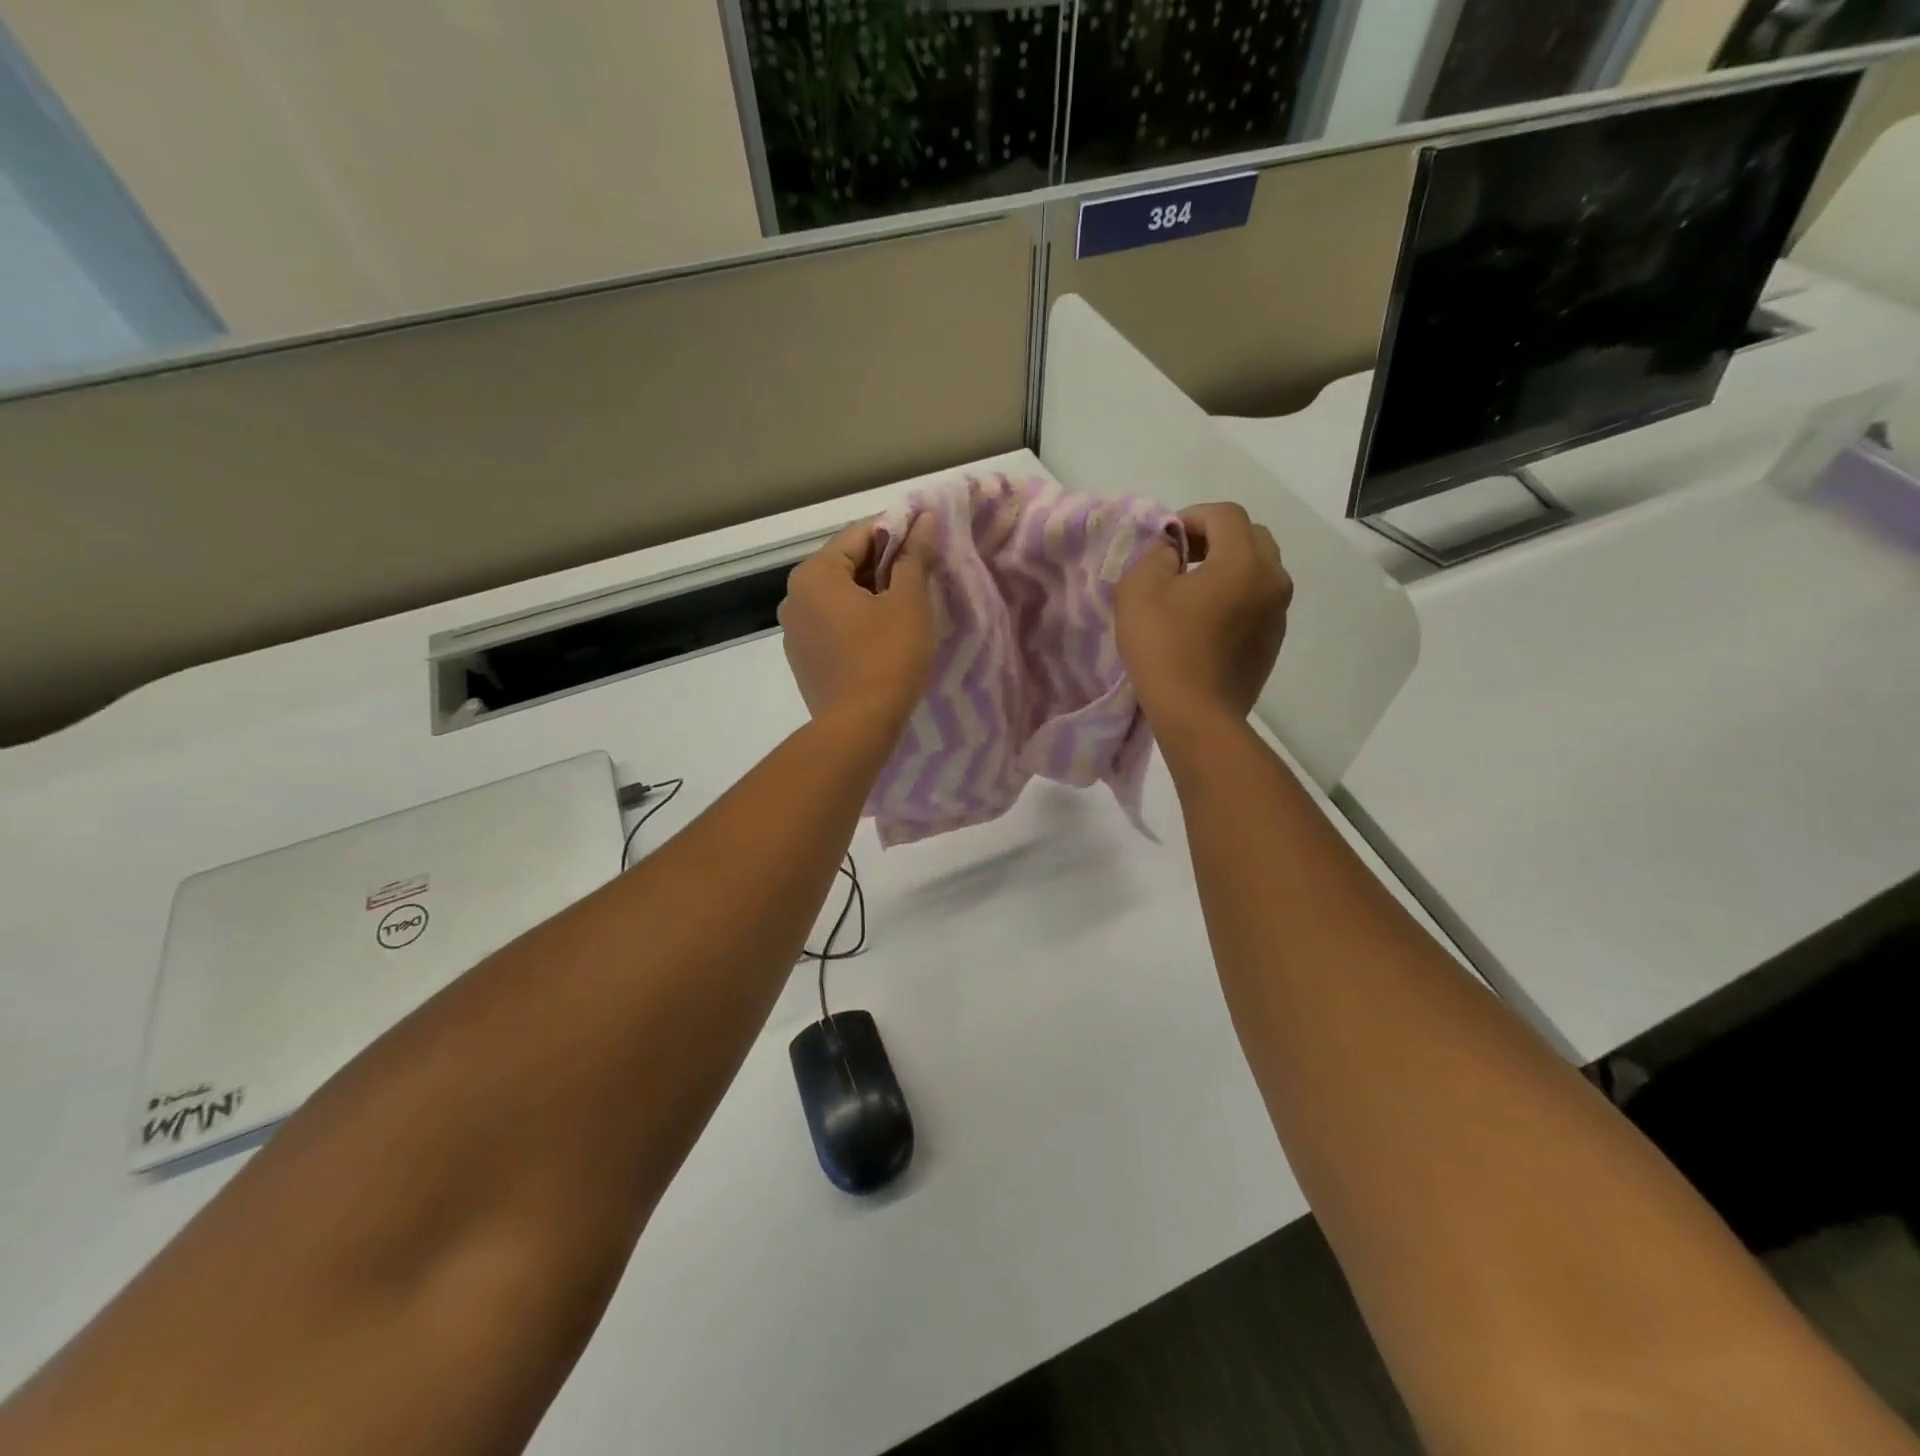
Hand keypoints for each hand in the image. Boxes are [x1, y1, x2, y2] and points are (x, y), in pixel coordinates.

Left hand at [780, 518, 935, 729]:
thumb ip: (914, 556)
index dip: (896, 534)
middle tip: (922, 577)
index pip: (859, 535)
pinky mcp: (803, 660)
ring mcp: (794, 632)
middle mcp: (794, 597)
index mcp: (814, 574)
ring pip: (839, 598)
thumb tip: (925, 520)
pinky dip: (856, 623)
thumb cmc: (887, 657)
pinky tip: (883, 639)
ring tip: (907, 609)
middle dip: (884, 567)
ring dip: (871, 596)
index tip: (926, 543)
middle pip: (845, 566)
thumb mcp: (909, 602)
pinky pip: (832, 627)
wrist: (858, 727)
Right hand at [1115, 502, 1291, 731]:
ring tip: (1193, 590)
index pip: (1225, 514)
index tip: (1165, 538)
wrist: (1197, 715)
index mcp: (1243, 560)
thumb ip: (1154, 555)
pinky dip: (1237, 595)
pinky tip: (1207, 621)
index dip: (1192, 516)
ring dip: (1229, 566)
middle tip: (1182, 557)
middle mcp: (1272, 579)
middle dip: (1215, 537)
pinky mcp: (1273, 641)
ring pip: (1259, 569)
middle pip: (1250, 536)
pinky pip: (1259, 600)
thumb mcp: (1138, 591)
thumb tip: (1171, 551)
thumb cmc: (1164, 649)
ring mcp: (1278, 612)